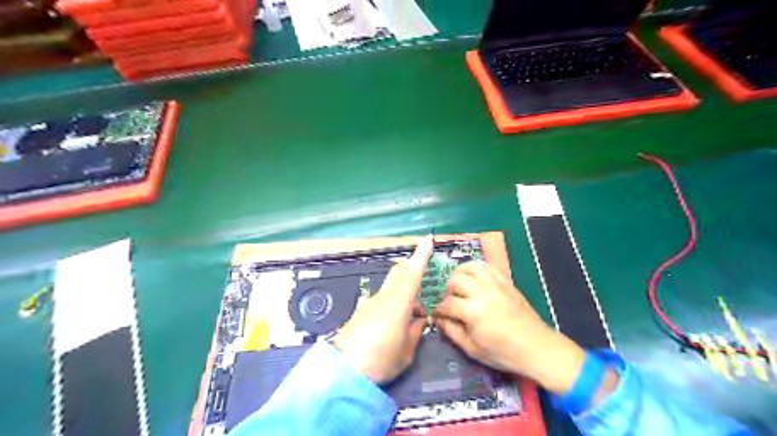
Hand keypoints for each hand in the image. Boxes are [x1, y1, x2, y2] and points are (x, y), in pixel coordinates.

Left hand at [333, 237, 433, 382]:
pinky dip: (392, 306)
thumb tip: (418, 319)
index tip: (427, 240)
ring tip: (411, 321)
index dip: (421, 256)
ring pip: (390, 289)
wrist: (342, 372)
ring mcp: (369, 304)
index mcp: (397, 304)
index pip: (412, 274)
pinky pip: (381, 301)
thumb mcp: (406, 352)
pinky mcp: (360, 313)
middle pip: (398, 273)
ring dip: (404, 297)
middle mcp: (382, 298)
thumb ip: (414, 331)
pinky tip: (392, 327)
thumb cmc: (380, 361)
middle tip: (423, 284)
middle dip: (411, 270)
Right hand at [435, 261, 584, 396]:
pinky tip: (473, 278)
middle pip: (455, 281)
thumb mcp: (472, 349)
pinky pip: (487, 267)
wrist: (536, 347)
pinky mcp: (505, 282)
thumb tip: (438, 320)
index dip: (439, 309)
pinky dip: (476, 268)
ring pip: (470, 267)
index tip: (437, 314)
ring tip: (458, 285)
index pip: (447, 304)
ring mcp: (495, 284)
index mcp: (472, 311)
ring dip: (459, 274)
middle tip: (448, 300)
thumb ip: (452, 332)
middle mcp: (482, 292)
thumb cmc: (503, 353)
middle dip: (447, 290)